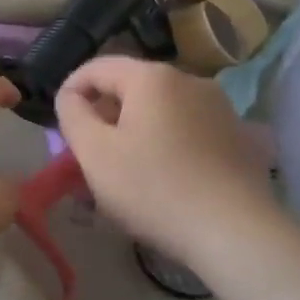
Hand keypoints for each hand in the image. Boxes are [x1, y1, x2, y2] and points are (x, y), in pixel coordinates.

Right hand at [55, 57, 286, 263]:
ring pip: (162, 108)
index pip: (98, 67)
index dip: (72, 89)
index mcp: (151, 77)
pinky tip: (165, 176)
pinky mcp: (238, 135)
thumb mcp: (95, 154)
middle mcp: (188, 80)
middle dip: (105, 112)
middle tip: (89, 151)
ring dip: (136, 128)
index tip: (61, 122)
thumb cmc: (154, 188)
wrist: (236, 232)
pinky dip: (168, 141)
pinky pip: (189, 128)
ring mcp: (219, 107)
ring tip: (126, 167)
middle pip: (132, 86)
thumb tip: (71, 96)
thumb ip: (72, 115)